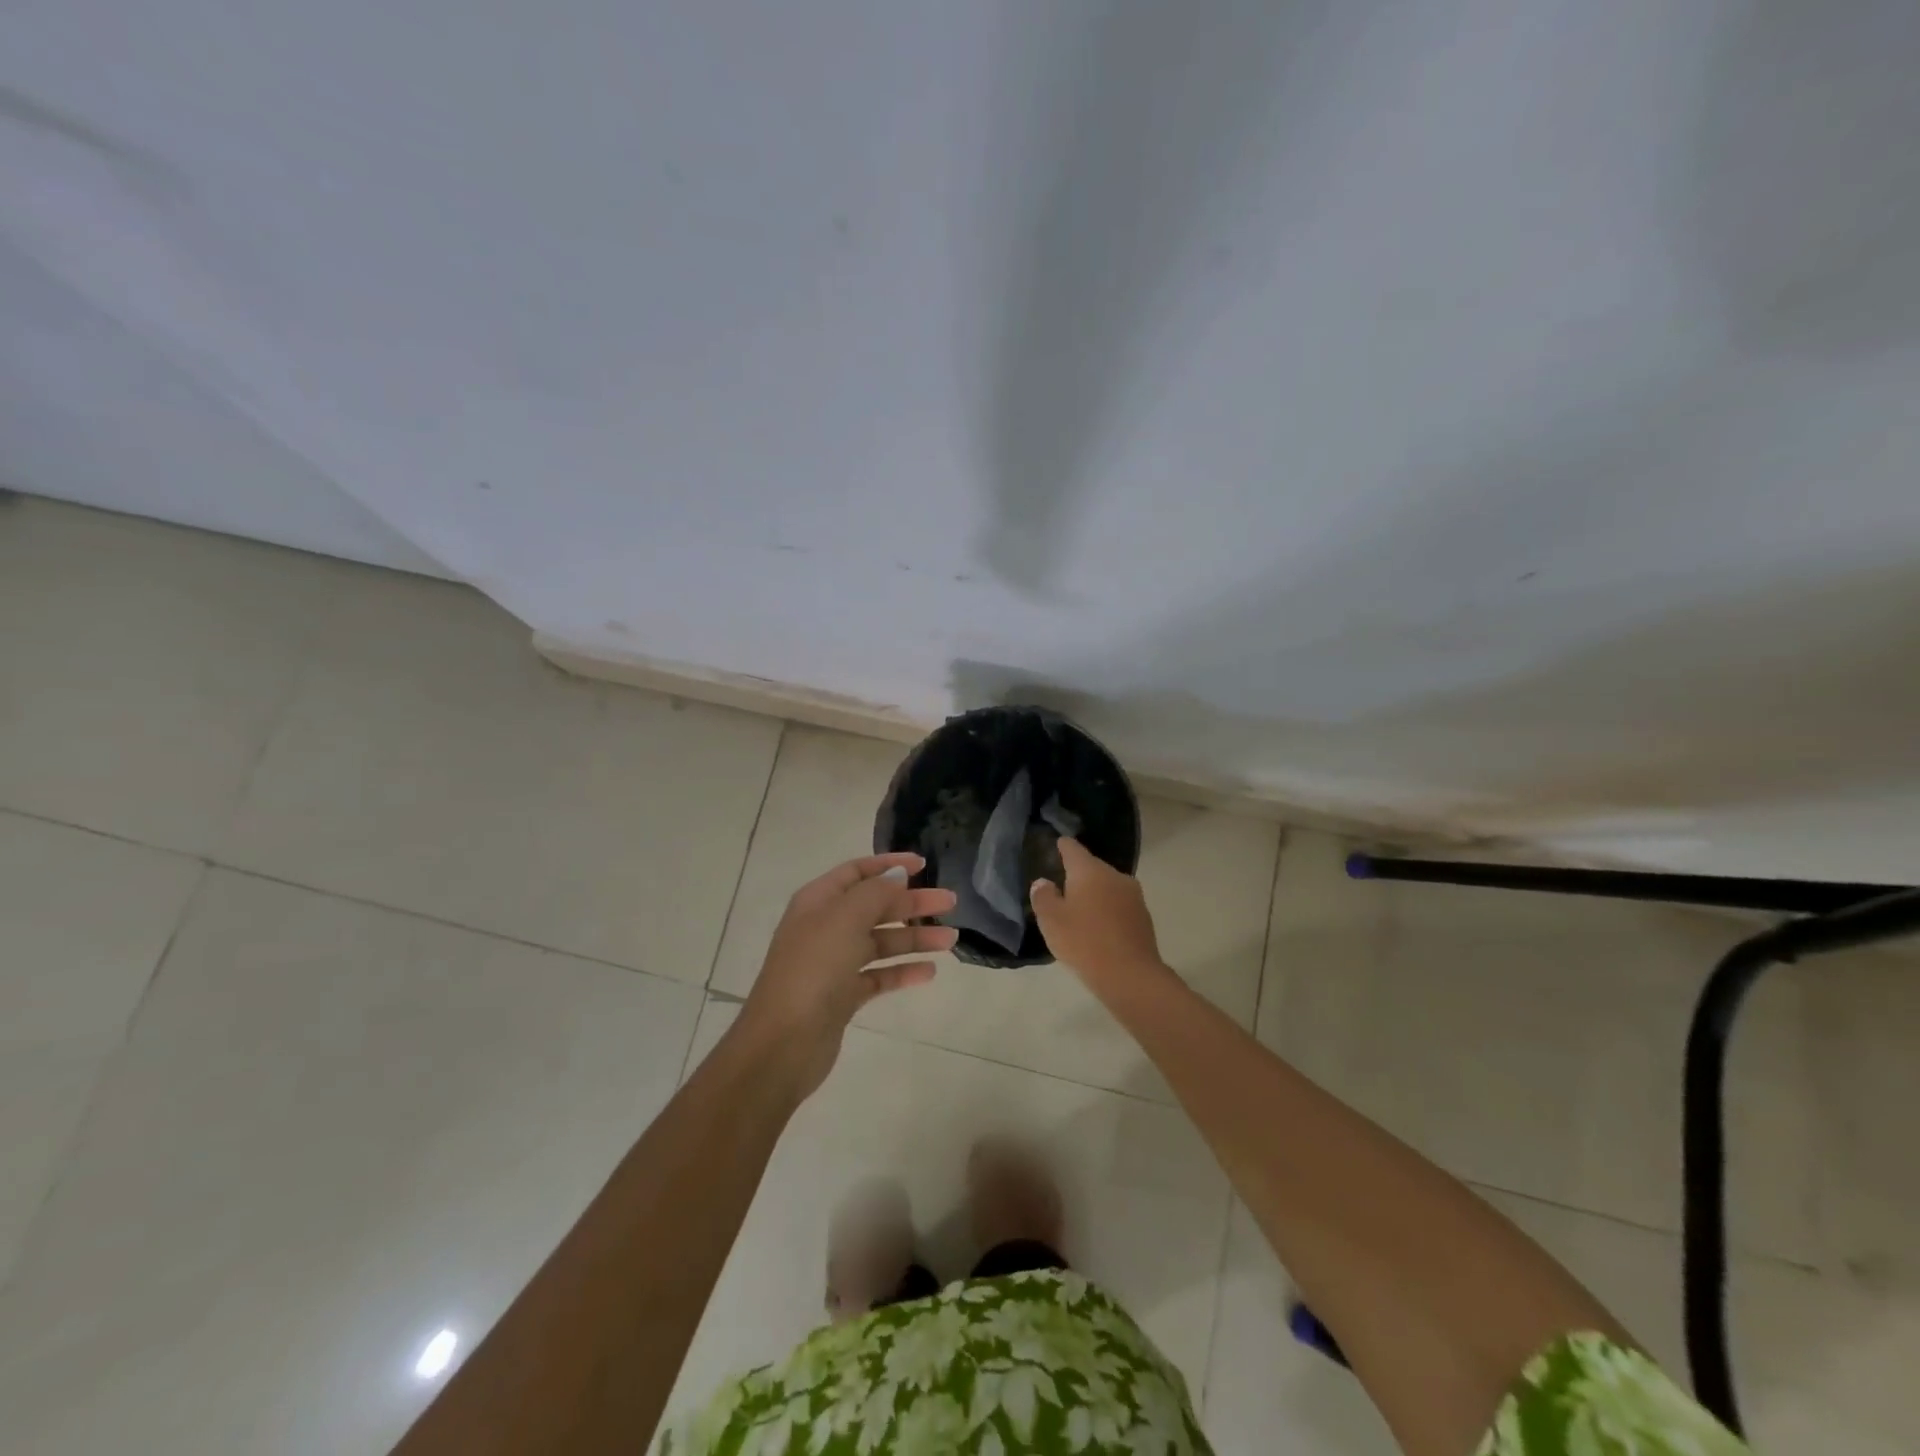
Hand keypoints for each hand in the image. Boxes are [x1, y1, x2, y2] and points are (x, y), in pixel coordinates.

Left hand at [735, 852, 956, 1095]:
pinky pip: (879, 975)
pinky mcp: (843, 996)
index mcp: (819, 901)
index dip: (889, 865)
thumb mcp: (845, 919)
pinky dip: (902, 971)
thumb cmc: (814, 969)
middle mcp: (825, 927)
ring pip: (881, 942)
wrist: (783, 1042)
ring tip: (950, 939)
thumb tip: (897, 875)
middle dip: (912, 903)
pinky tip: (929, 972)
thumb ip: (875, 892)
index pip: (857, 872)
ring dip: (914, 938)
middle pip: (875, 906)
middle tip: (949, 902)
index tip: (923, 865)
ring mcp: (834, 963)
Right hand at [1029, 837, 1162, 984]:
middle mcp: (1114, 875)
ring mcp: (1133, 895)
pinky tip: (1099, 927)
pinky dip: (1108, 910)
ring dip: (1095, 893)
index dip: (1062, 846)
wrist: (1131, 975)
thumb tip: (1044, 882)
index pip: (1073, 848)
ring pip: (1108, 886)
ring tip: (1080, 909)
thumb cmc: (1084, 942)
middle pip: (1092, 867)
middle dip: (1078, 874)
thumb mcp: (1051, 920)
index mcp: (1090, 871)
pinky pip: (1119, 904)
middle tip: (1062, 886)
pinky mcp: (1143, 916)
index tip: (1056, 845)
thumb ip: (1043, 896)